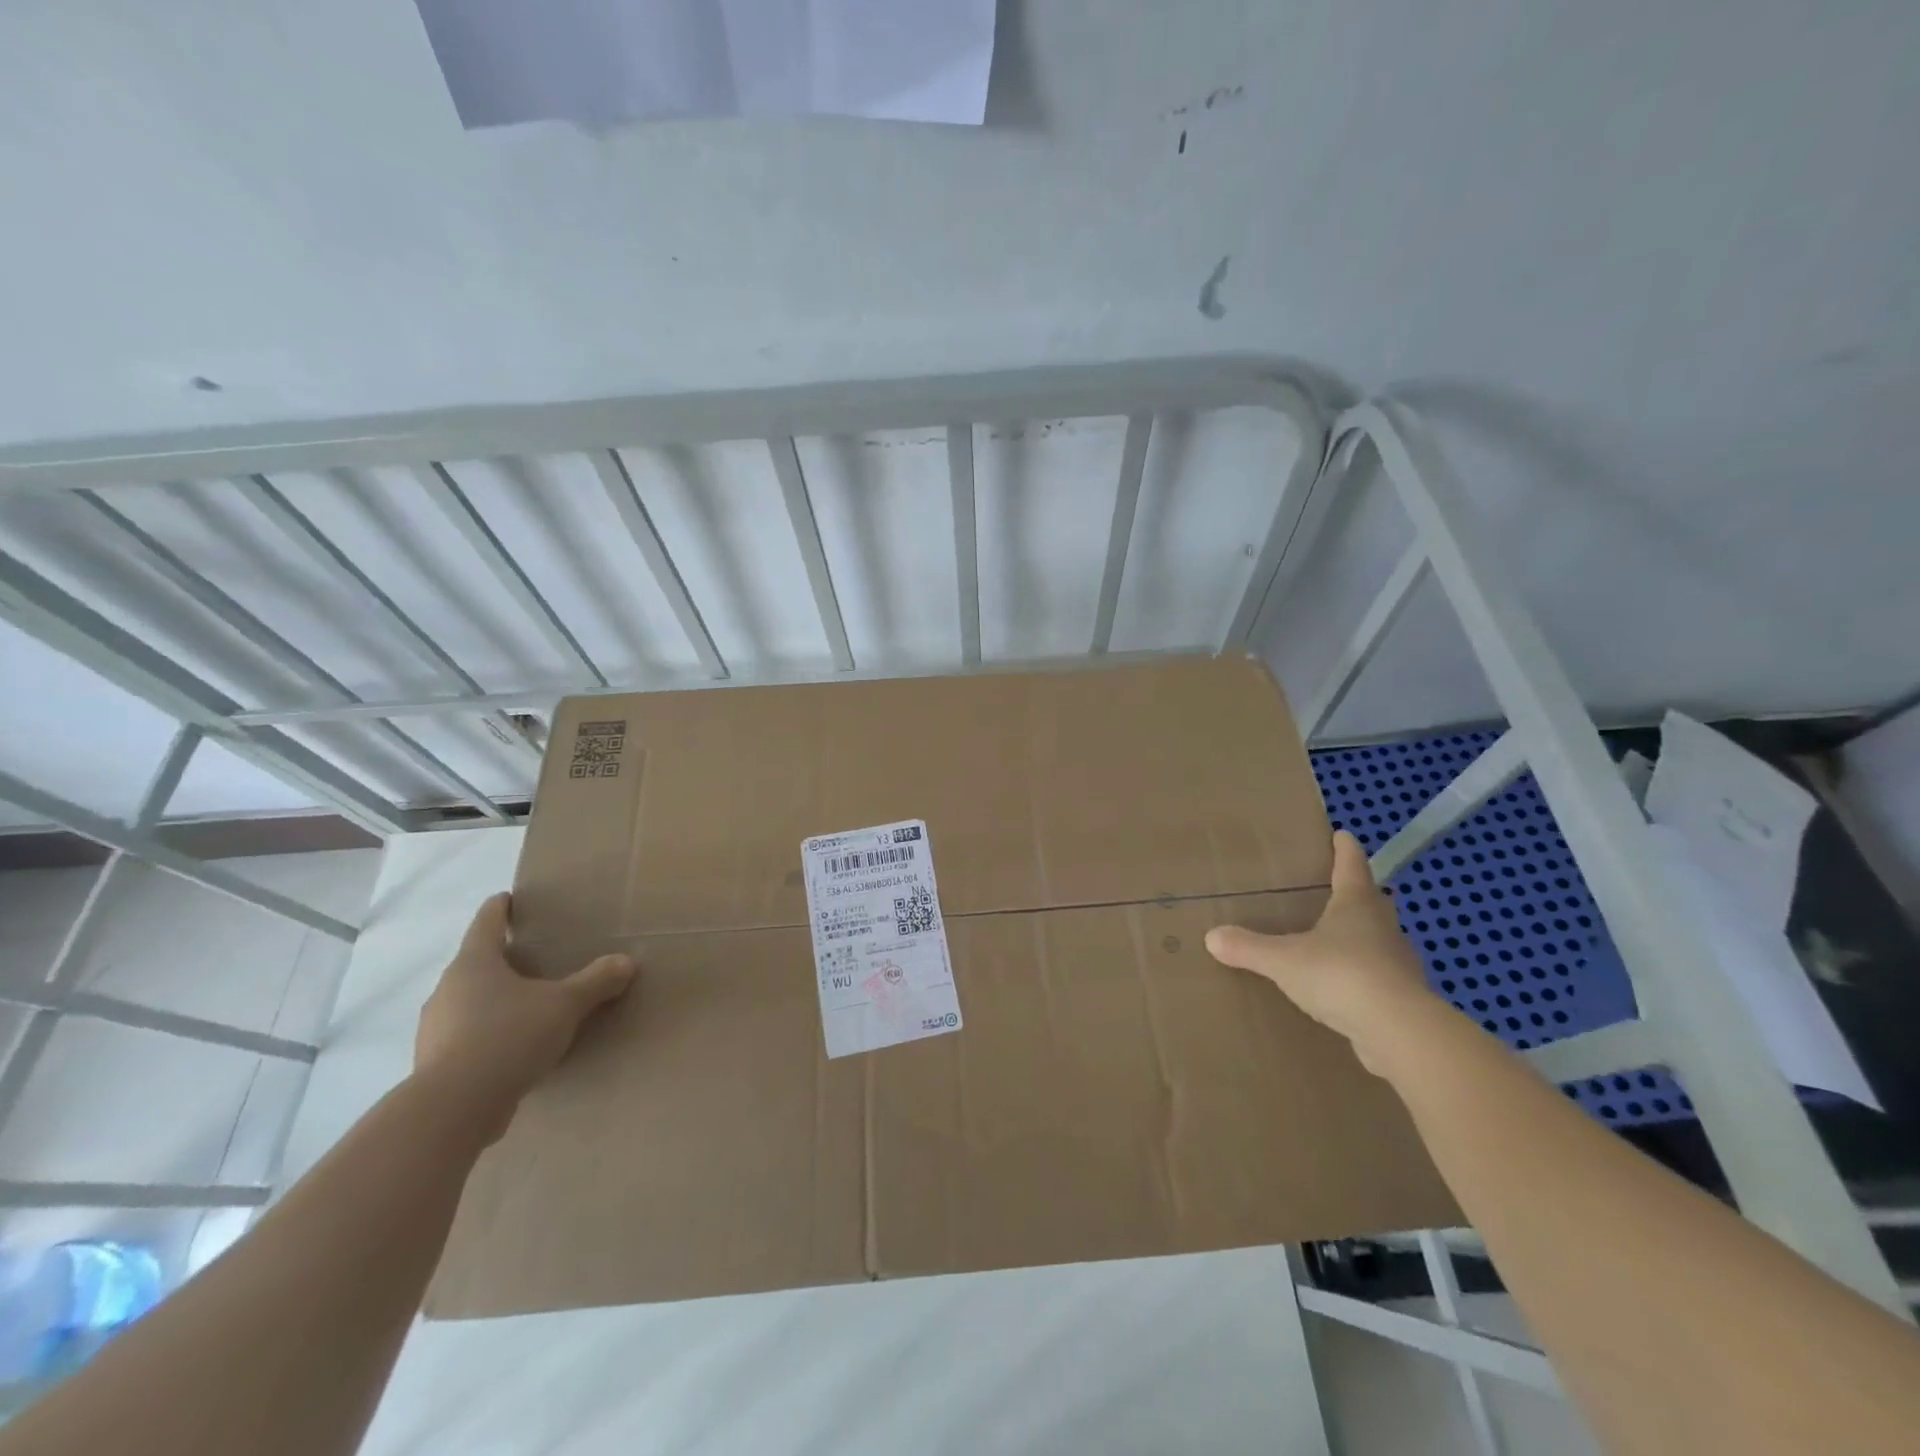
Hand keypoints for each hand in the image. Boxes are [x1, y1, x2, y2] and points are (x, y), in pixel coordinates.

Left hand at [414, 893, 636, 1139]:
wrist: (453, 1109)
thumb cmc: (508, 1036)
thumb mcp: (564, 1005)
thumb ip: (596, 981)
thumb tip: (627, 961)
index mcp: (474, 963)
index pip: (486, 921)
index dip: (501, 908)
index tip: (511, 899)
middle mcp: (447, 989)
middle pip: (476, 963)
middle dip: (503, 959)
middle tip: (535, 958)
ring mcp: (436, 1028)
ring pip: (469, 1002)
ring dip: (495, 1000)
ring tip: (529, 1006)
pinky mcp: (436, 1064)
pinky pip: (467, 1037)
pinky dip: (488, 1035)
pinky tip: (514, 1048)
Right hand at [1206, 830, 1437, 1074]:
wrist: (1399, 1032)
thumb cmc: (1341, 975)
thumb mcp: (1283, 960)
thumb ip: (1248, 947)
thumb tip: (1212, 936)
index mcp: (1356, 905)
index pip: (1351, 866)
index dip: (1344, 849)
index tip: (1341, 835)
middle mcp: (1382, 927)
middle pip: (1372, 900)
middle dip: (1357, 893)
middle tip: (1335, 889)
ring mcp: (1398, 963)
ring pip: (1379, 939)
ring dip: (1362, 936)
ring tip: (1335, 941)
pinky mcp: (1403, 998)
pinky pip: (1379, 977)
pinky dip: (1364, 975)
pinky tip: (1345, 988)